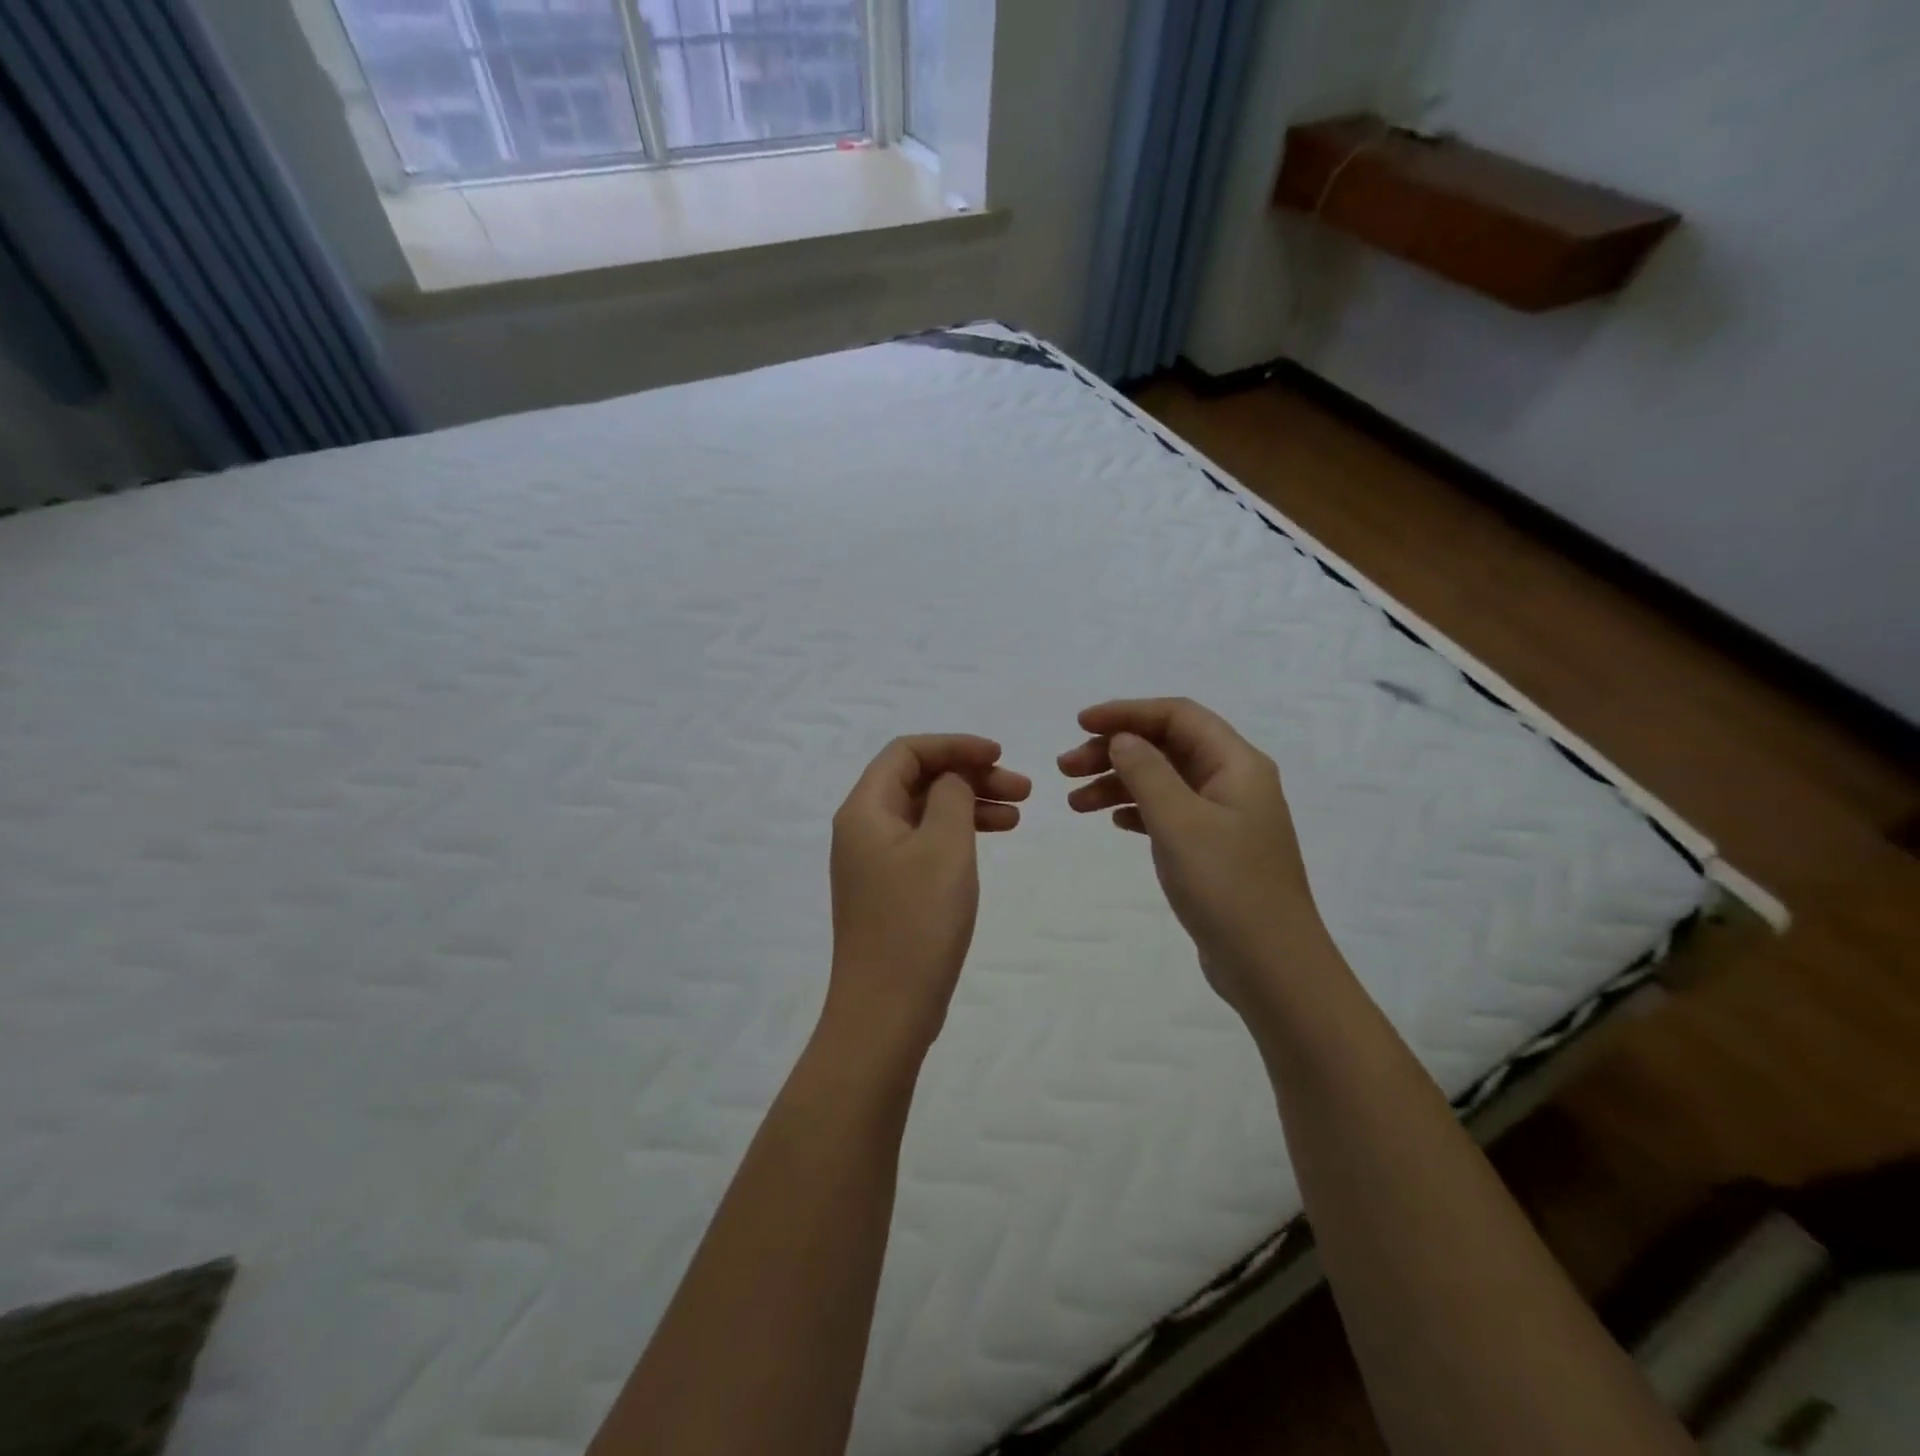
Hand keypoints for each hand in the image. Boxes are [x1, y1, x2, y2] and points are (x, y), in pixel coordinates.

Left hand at [826, 735, 1030, 1062]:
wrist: (886, 1010)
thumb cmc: (917, 921)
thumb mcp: (944, 846)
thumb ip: (952, 795)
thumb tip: (951, 778)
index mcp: (864, 809)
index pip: (907, 751)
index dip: (955, 745)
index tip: (1000, 755)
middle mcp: (862, 828)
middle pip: (917, 779)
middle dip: (969, 775)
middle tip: (1023, 789)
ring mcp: (874, 861)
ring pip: (925, 812)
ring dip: (969, 804)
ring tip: (1017, 815)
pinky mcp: (889, 889)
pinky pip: (925, 843)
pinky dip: (957, 835)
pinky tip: (990, 842)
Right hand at [1059, 698, 1329, 1013]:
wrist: (1271, 968)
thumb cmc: (1226, 886)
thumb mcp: (1179, 821)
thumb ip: (1147, 771)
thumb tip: (1122, 738)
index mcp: (1236, 764)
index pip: (1177, 715)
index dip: (1127, 712)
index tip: (1080, 724)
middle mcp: (1234, 781)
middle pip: (1167, 746)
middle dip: (1114, 750)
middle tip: (1065, 768)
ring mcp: (1225, 817)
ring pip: (1163, 781)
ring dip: (1118, 782)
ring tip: (1074, 802)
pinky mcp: (1214, 849)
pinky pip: (1169, 813)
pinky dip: (1137, 810)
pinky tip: (1112, 821)